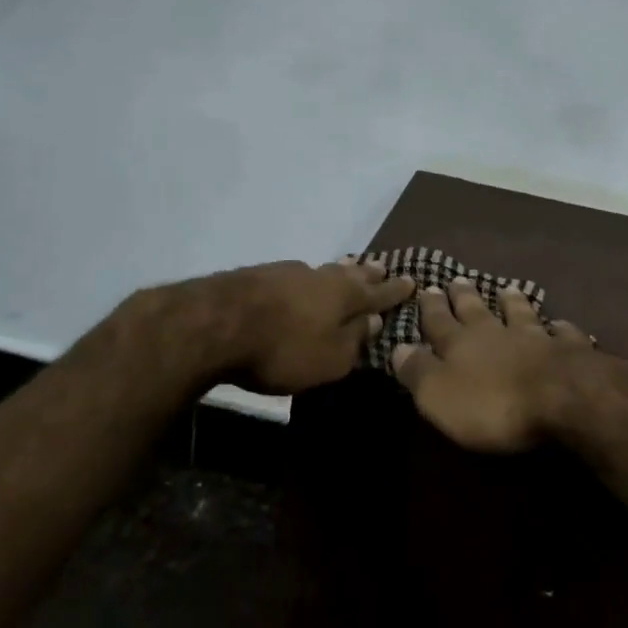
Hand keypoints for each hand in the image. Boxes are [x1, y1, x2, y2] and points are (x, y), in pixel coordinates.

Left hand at [220, 257, 415, 394]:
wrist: (215, 322)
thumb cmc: (282, 349)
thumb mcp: (329, 359)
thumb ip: (354, 340)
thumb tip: (374, 320)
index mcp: (345, 297)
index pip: (378, 294)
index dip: (395, 290)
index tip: (412, 280)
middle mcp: (321, 277)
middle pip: (351, 274)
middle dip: (369, 273)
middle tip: (382, 268)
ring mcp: (289, 272)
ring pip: (323, 270)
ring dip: (339, 271)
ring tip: (349, 267)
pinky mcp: (259, 275)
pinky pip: (297, 275)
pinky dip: (308, 279)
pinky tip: (303, 281)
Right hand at [390, 278, 601, 452]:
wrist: (562, 397)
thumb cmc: (492, 403)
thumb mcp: (439, 395)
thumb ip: (418, 371)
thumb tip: (396, 348)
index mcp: (460, 345)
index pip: (439, 322)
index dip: (431, 308)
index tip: (425, 288)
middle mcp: (496, 334)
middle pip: (477, 311)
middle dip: (464, 296)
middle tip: (457, 279)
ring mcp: (535, 338)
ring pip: (520, 314)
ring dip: (513, 302)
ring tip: (508, 289)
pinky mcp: (569, 351)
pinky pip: (563, 334)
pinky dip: (559, 327)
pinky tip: (560, 324)